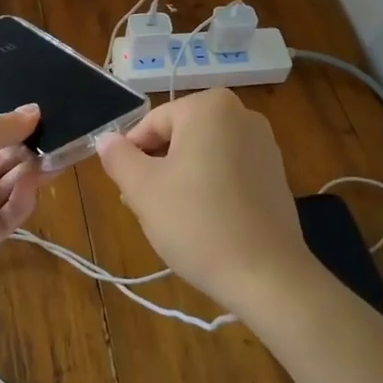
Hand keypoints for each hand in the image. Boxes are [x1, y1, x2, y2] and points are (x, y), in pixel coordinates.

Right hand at [95, 89, 316, 316]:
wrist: (268, 275)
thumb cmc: (198, 223)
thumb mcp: (143, 190)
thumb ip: (118, 157)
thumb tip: (105, 139)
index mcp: (209, 106)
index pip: (152, 123)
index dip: (132, 156)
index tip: (127, 190)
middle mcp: (241, 114)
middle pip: (180, 136)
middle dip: (159, 167)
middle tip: (148, 207)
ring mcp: (264, 143)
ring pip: (204, 154)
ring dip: (183, 178)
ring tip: (176, 219)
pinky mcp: (276, 173)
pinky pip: (229, 170)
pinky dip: (212, 188)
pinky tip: (206, 222)